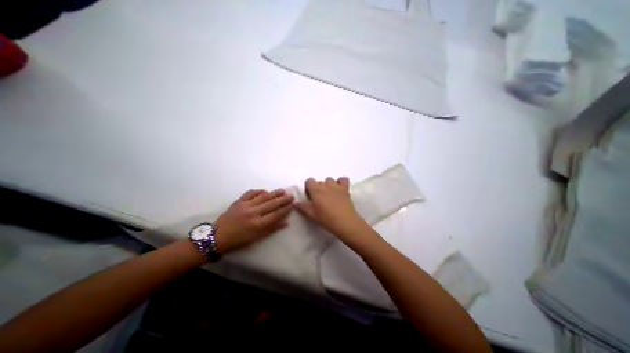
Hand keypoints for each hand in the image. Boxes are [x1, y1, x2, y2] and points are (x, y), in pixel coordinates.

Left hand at [213, 189, 294, 254]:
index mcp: (258, 224)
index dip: (285, 209)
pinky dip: (259, 191)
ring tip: (282, 190)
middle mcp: (253, 213)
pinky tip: (265, 190)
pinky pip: (251, 193)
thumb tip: (286, 223)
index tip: (292, 205)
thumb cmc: (239, 241)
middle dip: (283, 199)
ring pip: (263, 197)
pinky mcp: (238, 201)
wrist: (217, 237)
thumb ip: (272, 229)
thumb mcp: (257, 238)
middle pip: (272, 204)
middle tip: (291, 195)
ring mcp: (245, 205)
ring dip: (274, 193)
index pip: (276, 214)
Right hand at [294, 177, 364, 237]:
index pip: (309, 181)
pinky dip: (341, 182)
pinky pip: (343, 179)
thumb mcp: (311, 214)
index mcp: (316, 189)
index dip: (308, 188)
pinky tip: (340, 189)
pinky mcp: (345, 189)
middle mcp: (326, 185)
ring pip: (330, 180)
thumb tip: (294, 202)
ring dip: (328, 186)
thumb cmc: (326, 218)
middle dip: (318, 189)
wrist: (345, 222)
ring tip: (330, 196)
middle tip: (319, 201)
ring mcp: (337, 186)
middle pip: (319, 182)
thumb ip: (301, 207)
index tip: (310, 198)